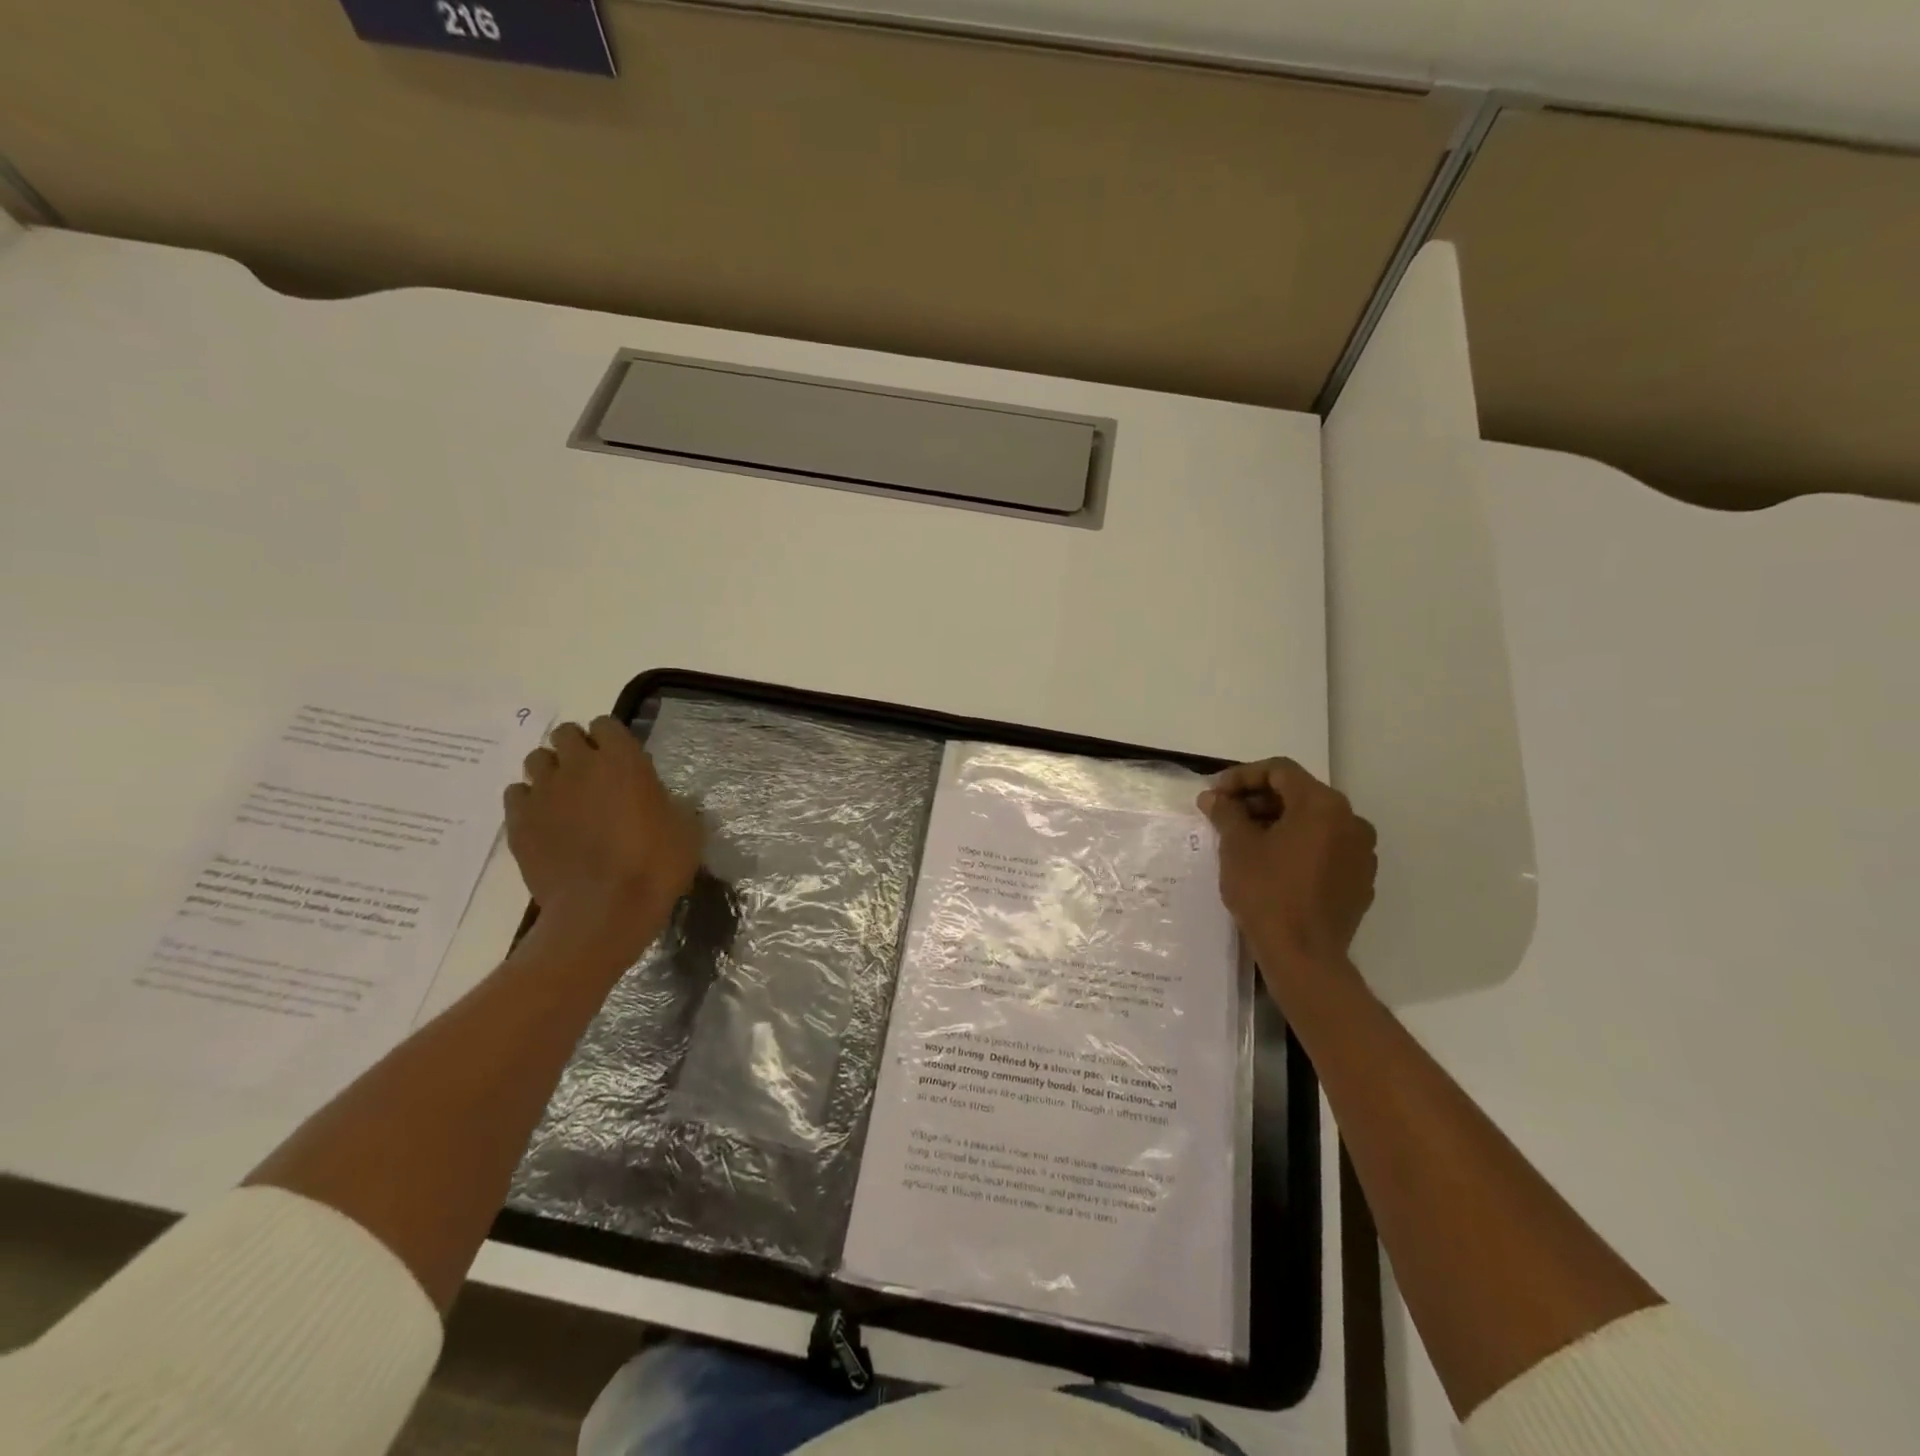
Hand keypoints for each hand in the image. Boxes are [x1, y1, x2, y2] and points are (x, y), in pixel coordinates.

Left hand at [504, 717, 701, 964]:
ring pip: (537, 760)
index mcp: (624, 760)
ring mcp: (544, 792)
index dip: (611, 739)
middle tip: (591, 776)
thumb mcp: (687, 832)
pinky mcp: (519, 821)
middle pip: (565, 734)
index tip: (621, 759)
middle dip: (576, 748)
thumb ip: (675, 806)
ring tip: (564, 797)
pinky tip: (544, 821)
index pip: (606, 724)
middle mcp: (579, 765)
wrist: (603, 910)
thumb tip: (671, 803)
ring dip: (551, 771)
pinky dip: (528, 801)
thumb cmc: (655, 866)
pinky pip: (516, 794)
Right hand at [1198, 758, 1376, 982]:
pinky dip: (1299, 846)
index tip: (1215, 794)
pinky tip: (1272, 864)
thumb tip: (1213, 797)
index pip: (1280, 771)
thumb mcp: (1237, 847)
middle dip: (1259, 800)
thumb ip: (1226, 813)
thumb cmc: (1267, 893)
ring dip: (1278, 822)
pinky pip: (1326, 848)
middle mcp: (1351, 821)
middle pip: (1299, 794)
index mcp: (1322, 805)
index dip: (1242, 776)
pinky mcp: (1360, 880)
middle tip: (1226, 814)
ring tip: (1245, 839)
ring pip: (1314, 822)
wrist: (1304, 956)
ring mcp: (1361, 852)